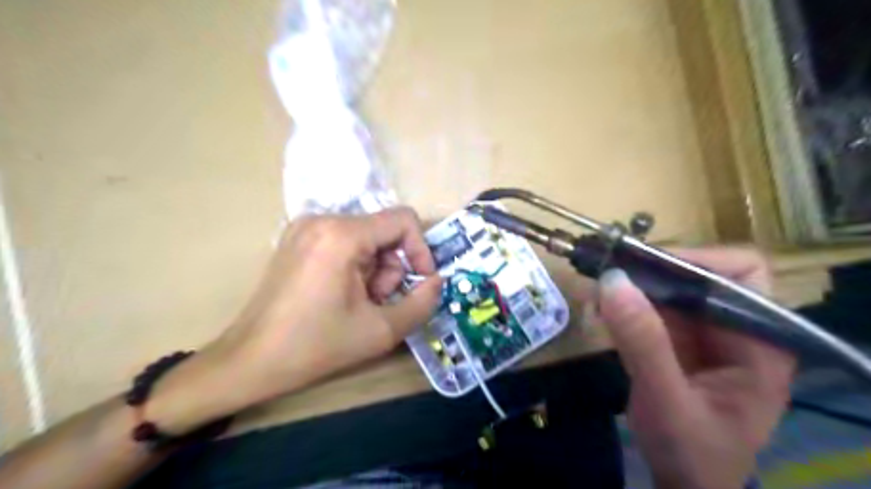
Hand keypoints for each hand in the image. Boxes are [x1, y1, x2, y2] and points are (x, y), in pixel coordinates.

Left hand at [148, 206, 442, 431]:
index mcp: (342, 235)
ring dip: (375, 271)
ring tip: (359, 304)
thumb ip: (421, 303)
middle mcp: (322, 219)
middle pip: (384, 232)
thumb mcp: (381, 331)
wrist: (250, 361)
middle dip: (392, 269)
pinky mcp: (298, 239)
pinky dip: (355, 267)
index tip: (420, 282)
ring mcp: (306, 227)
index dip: (421, 250)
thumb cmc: (315, 346)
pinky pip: (345, 243)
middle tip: (379, 303)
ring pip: (366, 239)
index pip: (403, 220)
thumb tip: (436, 281)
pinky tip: (342, 295)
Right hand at [599, 248, 793, 488]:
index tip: (641, 268)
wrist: (683, 485)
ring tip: (596, 296)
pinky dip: (624, 305)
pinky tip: (601, 313)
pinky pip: (650, 307)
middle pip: (697, 275)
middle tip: (606, 276)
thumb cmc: (691, 453)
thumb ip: (643, 342)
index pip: (740, 274)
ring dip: (631, 287)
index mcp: (759, 341)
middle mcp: (735, 328)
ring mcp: (704, 333)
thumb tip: (612, 280)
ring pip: (669, 288)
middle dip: (649, 273)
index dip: (694, 261)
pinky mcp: (678, 340)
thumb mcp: (666, 400)